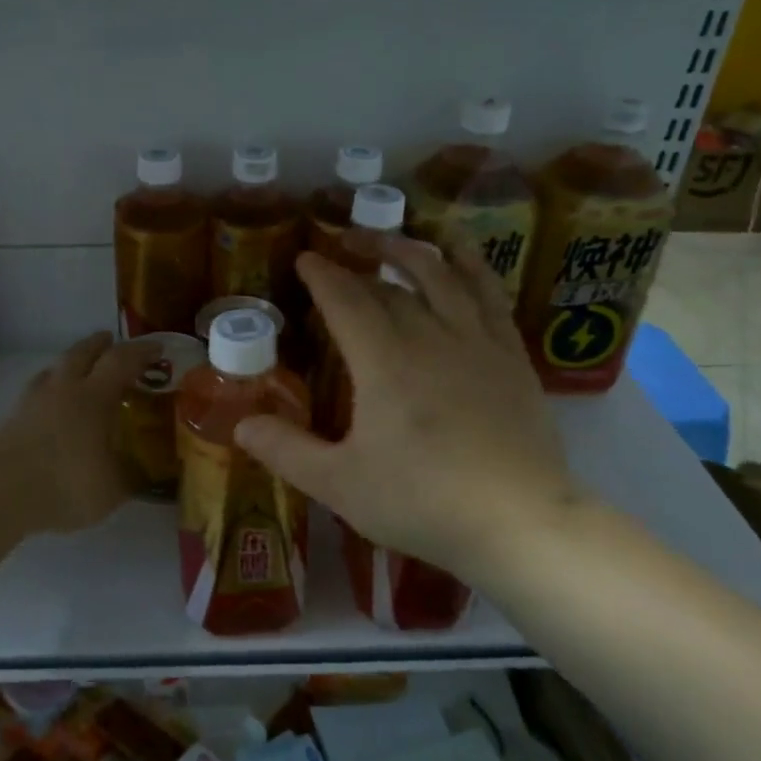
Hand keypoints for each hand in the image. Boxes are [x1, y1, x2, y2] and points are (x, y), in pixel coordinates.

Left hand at [0, 332, 154, 545]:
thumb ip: (132, 477)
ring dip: (72, 363)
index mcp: (93, 397)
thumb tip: (149, 472)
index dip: (141, 351)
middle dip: (100, 344)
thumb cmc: (63, 485)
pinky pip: (37, 391)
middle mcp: (63, 390)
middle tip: (113, 342)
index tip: (158, 348)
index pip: (121, 361)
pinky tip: (52, 404)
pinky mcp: (12, 419)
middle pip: (82, 353)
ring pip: (55, 369)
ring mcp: (33, 402)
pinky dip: (51, 388)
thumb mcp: (112, 490)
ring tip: (81, 370)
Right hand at [233, 234, 589, 583]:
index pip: (345, 299)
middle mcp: (429, 336)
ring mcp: (476, 341)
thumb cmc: (423, 503)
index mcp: (383, 361)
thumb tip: (240, 424)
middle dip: (358, 261)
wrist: (520, 522)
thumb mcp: (340, 484)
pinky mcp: (511, 354)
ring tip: (392, 239)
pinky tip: (460, 255)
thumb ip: (287, 451)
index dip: (322, 275)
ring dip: (410, 250)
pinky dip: (470, 265)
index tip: (304, 258)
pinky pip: (489, 293)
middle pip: (389, 286)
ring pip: (441, 275)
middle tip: (338, 249)